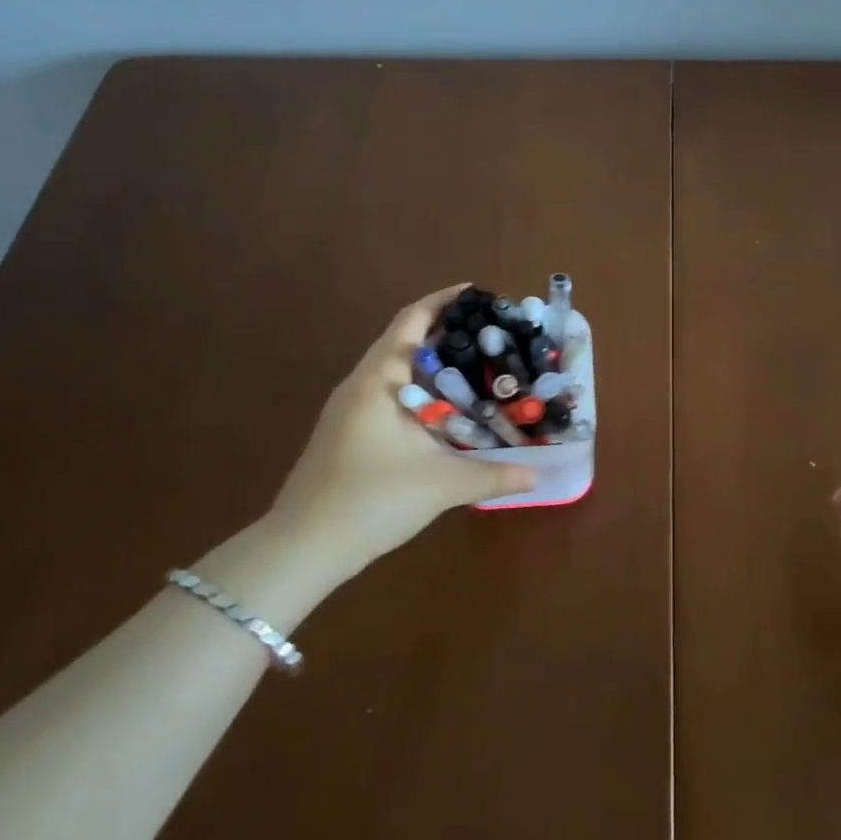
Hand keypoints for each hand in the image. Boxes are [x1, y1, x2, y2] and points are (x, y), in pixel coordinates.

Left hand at [267, 286, 537, 584]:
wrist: (303, 546)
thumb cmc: (371, 500)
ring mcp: (348, 407)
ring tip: (472, 364)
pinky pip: (387, 390)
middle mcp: (361, 383)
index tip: (476, 293)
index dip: (443, 301)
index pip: (411, 321)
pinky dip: (417, 386)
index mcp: (379, 380)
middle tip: (486, 332)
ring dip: (429, 360)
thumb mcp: (441, 485)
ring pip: (394, 367)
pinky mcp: (345, 430)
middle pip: (403, 339)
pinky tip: (441, 409)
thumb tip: (537, 475)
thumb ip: (493, 475)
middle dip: (443, 330)